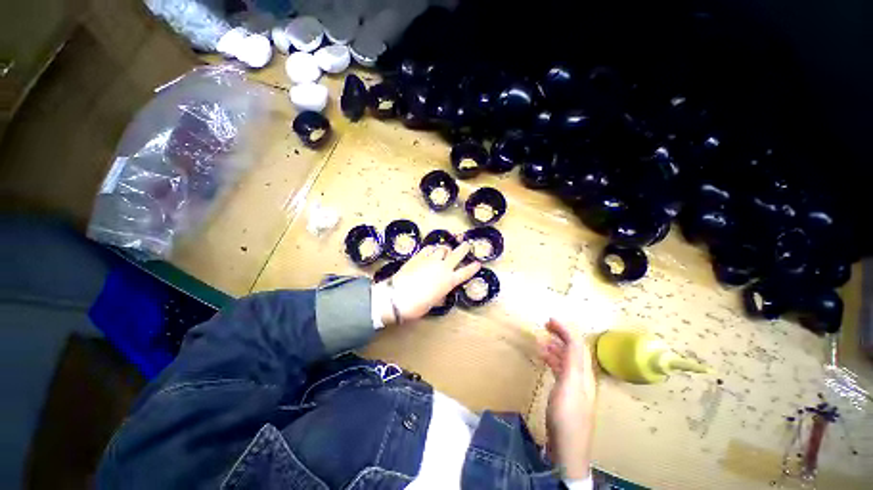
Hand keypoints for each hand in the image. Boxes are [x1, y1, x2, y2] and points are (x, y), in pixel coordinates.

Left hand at [378, 243, 480, 323]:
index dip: (473, 267)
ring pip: (442, 249)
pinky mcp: (418, 257)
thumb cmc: (418, 305)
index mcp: (449, 281)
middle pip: (457, 254)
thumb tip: (441, 290)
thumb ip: (440, 293)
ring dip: (445, 249)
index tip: (478, 263)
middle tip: (467, 243)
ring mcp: (430, 260)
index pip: (466, 272)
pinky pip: (427, 249)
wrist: (398, 297)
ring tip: (446, 249)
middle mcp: (443, 267)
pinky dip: (431, 249)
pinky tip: (431, 249)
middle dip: (463, 248)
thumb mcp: (434, 302)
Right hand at [541, 319, 596, 479]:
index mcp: (584, 374)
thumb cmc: (566, 417)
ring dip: (556, 347)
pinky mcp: (566, 394)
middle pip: (574, 350)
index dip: (565, 330)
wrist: (567, 449)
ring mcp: (574, 387)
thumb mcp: (568, 386)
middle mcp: (582, 378)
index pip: (577, 345)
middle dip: (562, 335)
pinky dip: (553, 360)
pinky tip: (544, 359)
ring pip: (566, 359)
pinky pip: (561, 369)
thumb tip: (569, 338)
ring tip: (541, 340)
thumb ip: (570, 362)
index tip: (549, 320)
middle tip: (545, 326)